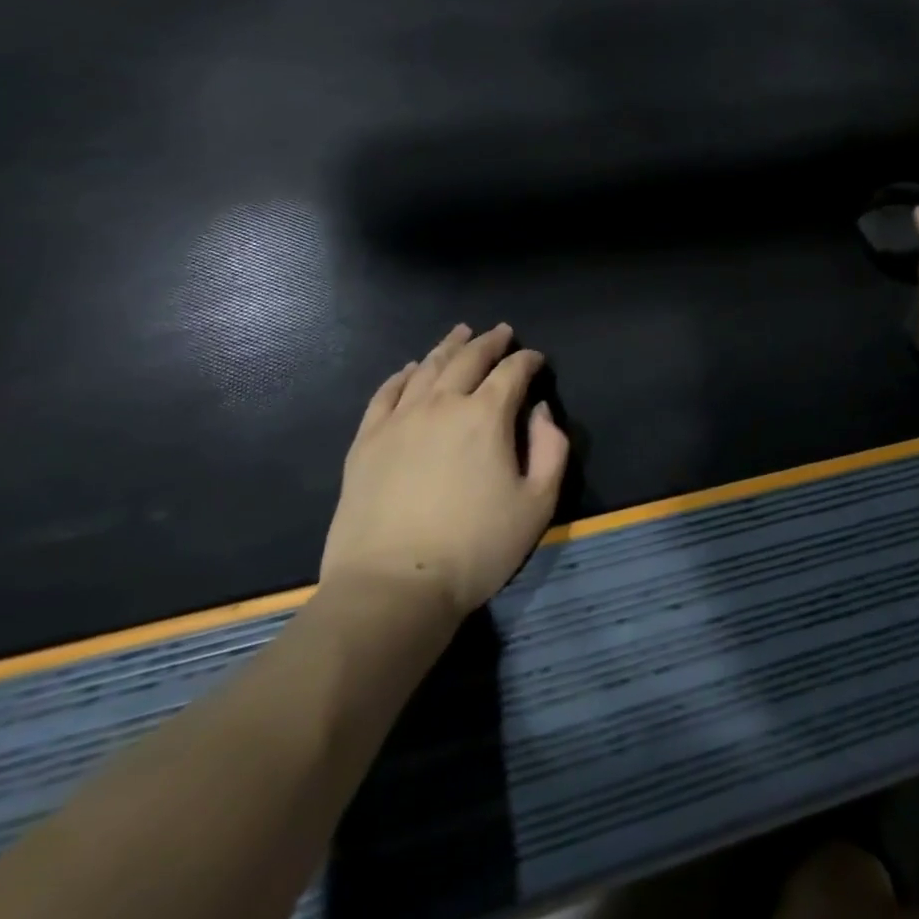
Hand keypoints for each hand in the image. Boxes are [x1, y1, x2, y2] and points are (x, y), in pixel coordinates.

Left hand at [320, 323, 570, 620]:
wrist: (393, 588)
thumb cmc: (475, 549)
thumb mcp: (537, 504)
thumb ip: (551, 449)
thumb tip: (540, 411)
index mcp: (486, 416)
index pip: (512, 372)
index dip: (528, 360)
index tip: (537, 360)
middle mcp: (442, 404)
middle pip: (468, 359)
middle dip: (489, 342)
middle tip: (501, 331)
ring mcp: (399, 420)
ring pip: (427, 368)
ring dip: (448, 347)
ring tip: (460, 333)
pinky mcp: (367, 442)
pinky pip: (386, 394)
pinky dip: (402, 375)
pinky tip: (410, 369)